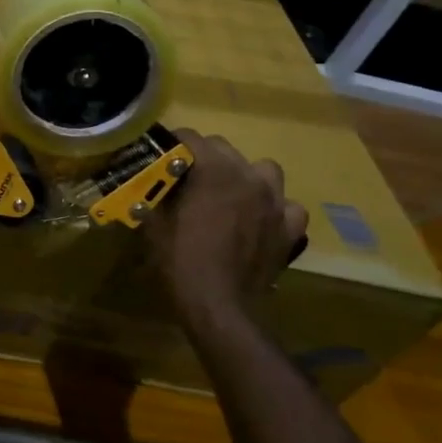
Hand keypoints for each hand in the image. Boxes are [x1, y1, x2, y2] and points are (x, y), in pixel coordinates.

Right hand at [145, 129, 306, 329]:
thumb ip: (155, 193)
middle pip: (224, 148)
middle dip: (205, 158)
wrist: (219, 305)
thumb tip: (150, 181)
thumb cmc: (180, 259)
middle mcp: (248, 176)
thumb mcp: (154, 222)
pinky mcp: (290, 228)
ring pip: (262, 169)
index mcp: (213, 170)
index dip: (172, 145)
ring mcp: (275, 201)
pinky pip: (287, 206)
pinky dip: (274, 209)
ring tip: (231, 194)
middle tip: (189, 179)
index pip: (190, 137)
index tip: (161, 156)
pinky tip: (260, 221)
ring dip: (245, 176)